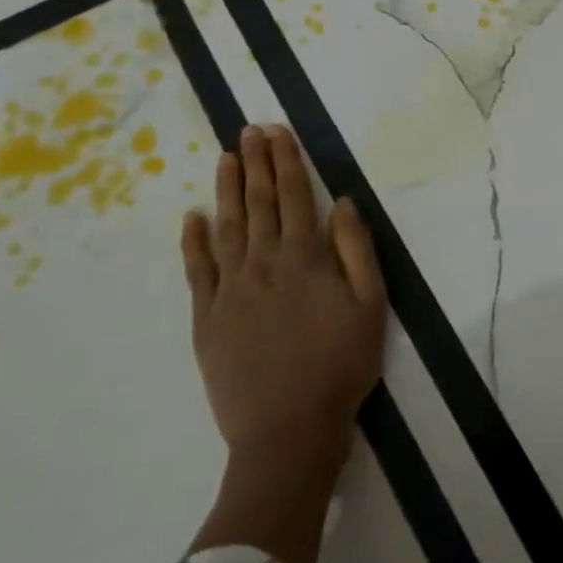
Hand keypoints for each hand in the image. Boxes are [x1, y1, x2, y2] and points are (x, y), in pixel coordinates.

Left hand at [181, 125, 387, 458]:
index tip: (277, 131)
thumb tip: (343, 202)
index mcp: (305, 257)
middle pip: (260, 203)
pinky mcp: (207, 318)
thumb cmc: (340, 365)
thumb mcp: (370, 305)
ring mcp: (230, 290)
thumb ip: (357, 250)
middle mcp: (264, 263)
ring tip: (225, 159)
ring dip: (227, 190)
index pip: (295, 196)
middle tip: (249, 130)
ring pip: (227, 227)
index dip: (286, 161)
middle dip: (257, 163)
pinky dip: (193, 242)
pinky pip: (197, 271)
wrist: (288, 431)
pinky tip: (192, 218)